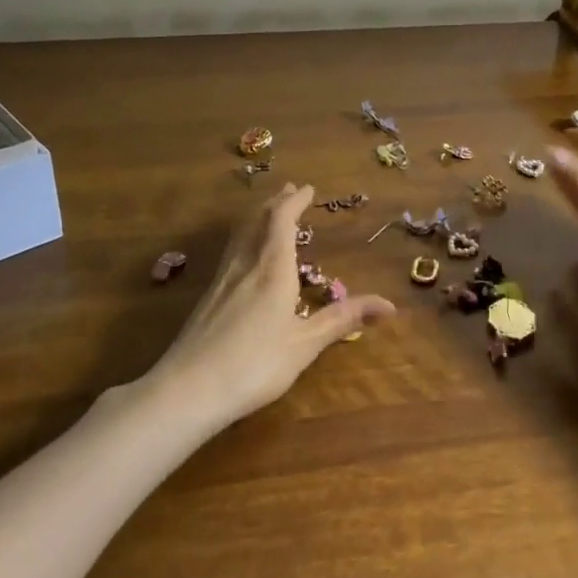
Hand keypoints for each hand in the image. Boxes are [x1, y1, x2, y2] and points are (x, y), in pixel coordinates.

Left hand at [150, 182, 393, 427]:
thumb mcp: (305, 345)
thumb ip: (343, 320)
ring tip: (269, 212)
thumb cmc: (254, 365)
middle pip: (257, 220)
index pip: (282, 219)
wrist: (187, 390)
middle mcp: (245, 264)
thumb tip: (390, 305)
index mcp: (272, 268)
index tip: (308, 188)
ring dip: (257, 216)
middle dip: (276, 202)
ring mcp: (222, 279)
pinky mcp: (207, 297)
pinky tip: (245, 255)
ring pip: (240, 234)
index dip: (295, 200)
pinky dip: (245, 237)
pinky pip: (231, 251)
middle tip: (290, 190)